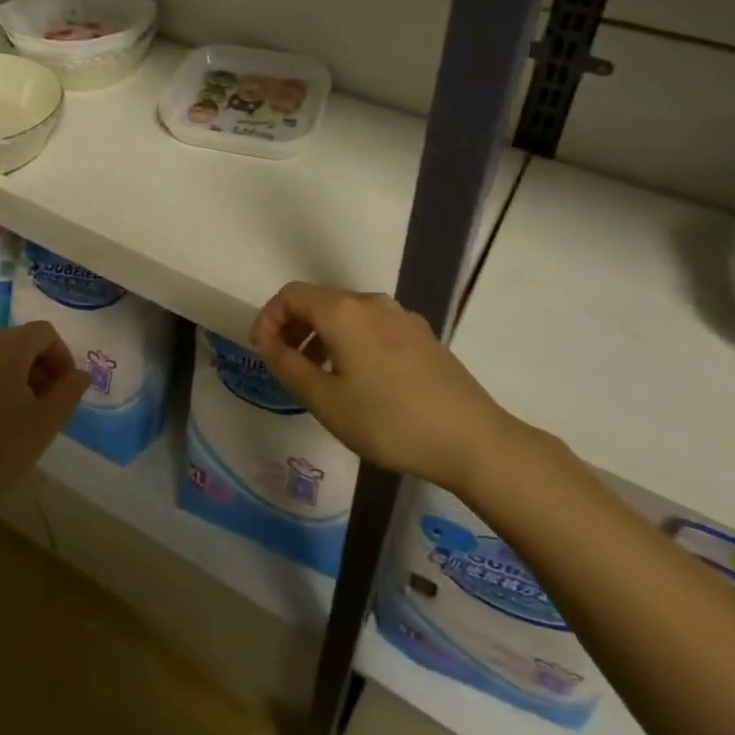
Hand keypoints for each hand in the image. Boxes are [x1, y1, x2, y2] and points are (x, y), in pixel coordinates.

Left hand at [0, 321, 85, 537]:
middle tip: (41, 408)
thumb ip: (66, 395)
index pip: (43, 332)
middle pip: (13, 343)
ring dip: (2, 380)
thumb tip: (79, 374)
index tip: (63, 391)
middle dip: (34, 369)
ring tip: (6, 421)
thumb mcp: (40, 429)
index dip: (61, 357)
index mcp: (5, 349)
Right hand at [250, 283, 523, 493]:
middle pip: (320, 301)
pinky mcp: (422, 336)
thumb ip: (287, 366)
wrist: (472, 439)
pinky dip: (350, 342)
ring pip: (347, 315)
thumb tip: (267, 341)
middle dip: (294, 327)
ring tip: (318, 377)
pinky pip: (372, 327)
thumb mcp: (325, 400)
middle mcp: (371, 303)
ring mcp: (401, 317)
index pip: (291, 295)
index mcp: (343, 311)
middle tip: (284, 365)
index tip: (261, 351)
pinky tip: (358, 381)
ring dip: (322, 337)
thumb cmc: (388, 421)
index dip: (268, 318)